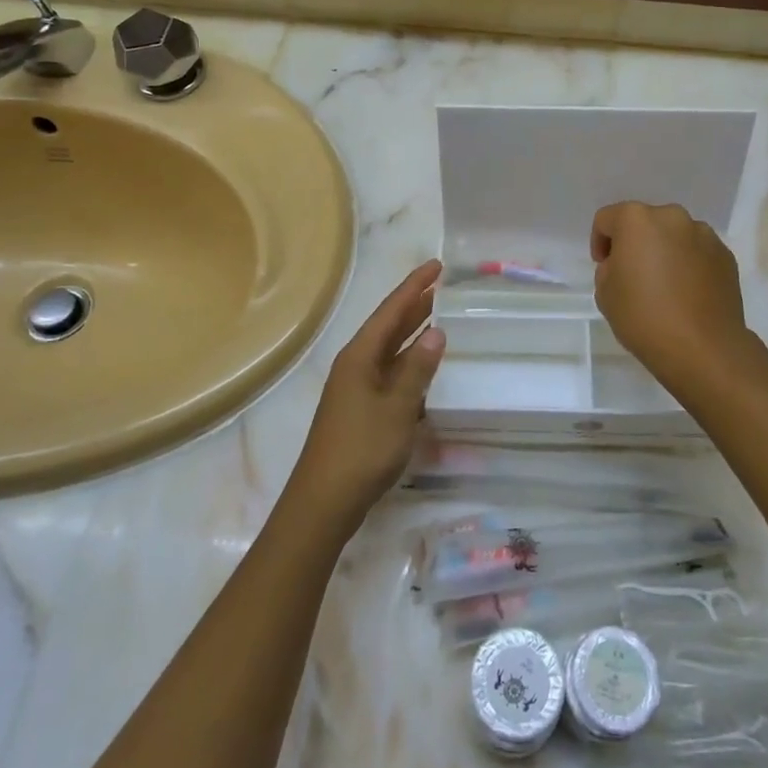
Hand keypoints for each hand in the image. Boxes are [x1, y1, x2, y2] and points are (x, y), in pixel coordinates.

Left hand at [288, 260, 445, 526]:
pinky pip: (390, 374)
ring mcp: (356, 389)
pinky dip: (409, 365)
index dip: (414, 286)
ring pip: (389, 351)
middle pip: (388, 326)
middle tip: (443, 287)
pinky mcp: (361, 410)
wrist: (324, 502)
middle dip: (415, 306)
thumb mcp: (397, 408)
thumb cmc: (361, 450)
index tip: (437, 265)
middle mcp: (355, 365)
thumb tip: (437, 332)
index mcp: (359, 356)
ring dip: (413, 335)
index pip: (391, 310)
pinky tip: (426, 370)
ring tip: (440, 319)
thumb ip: (417, 369)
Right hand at [591, 202, 752, 387]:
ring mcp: (704, 235)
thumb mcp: (605, 293)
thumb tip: (626, 265)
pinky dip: (688, 264)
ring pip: (674, 236)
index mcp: (636, 220)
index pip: (607, 219)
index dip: (600, 242)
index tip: (604, 267)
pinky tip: (687, 294)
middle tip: (633, 275)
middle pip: (644, 222)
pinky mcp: (726, 256)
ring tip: (664, 286)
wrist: (703, 348)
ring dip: (665, 251)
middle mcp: (672, 217)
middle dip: (635, 243)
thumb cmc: (644, 317)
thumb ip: (609, 268)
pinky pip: (697, 252)